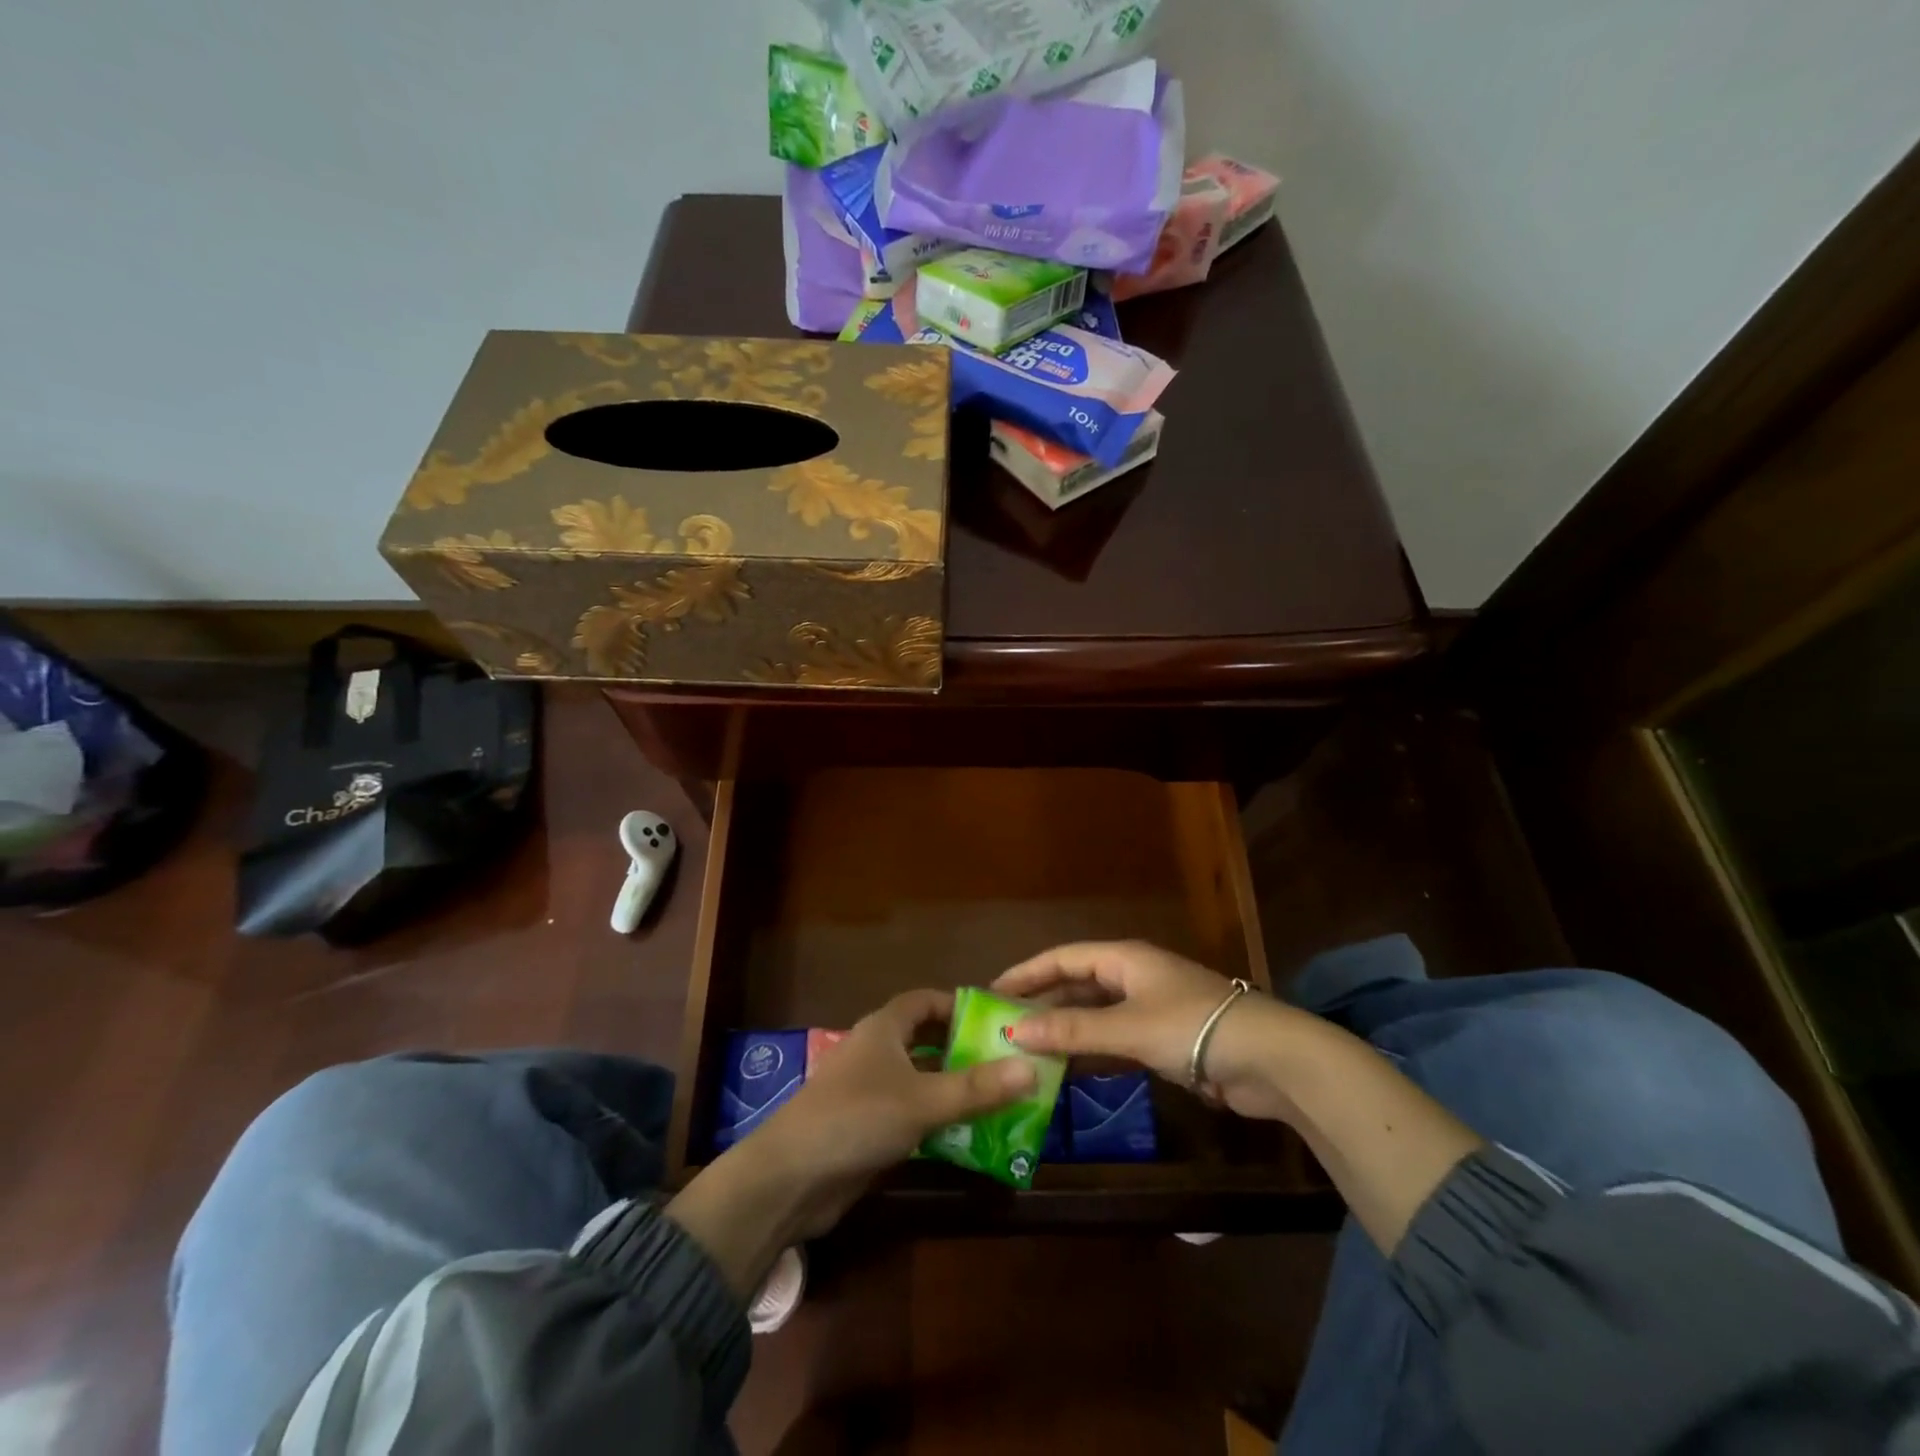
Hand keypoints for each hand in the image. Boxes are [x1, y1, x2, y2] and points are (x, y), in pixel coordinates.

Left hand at [764, 987, 1038, 1235]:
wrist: (790, 1178)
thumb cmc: (857, 1118)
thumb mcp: (923, 1100)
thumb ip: (977, 1088)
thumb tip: (1032, 1068)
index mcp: (884, 1029)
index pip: (925, 1001)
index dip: (958, 1005)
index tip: (997, 1020)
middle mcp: (876, 1052)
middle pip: (927, 1041)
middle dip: (964, 1050)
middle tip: (1009, 1063)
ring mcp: (869, 1092)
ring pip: (921, 1080)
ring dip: (954, 1089)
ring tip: (1001, 1099)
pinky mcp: (866, 1128)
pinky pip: (911, 1114)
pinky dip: (937, 1120)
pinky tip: (969, 1137)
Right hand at [992, 940, 1298, 1120]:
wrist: (1269, 1059)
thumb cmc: (1193, 1027)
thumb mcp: (1129, 1027)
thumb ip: (1073, 1029)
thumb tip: (1016, 1031)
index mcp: (1124, 959)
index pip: (1063, 958)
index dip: (1027, 972)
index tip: (992, 992)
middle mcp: (1134, 976)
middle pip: (1077, 984)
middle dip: (1043, 1002)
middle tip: (1005, 1026)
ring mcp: (1151, 1007)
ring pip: (1096, 1013)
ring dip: (1065, 1029)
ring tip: (1028, 1049)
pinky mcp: (1165, 1038)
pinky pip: (1115, 1038)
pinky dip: (1091, 1049)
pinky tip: (1071, 1068)